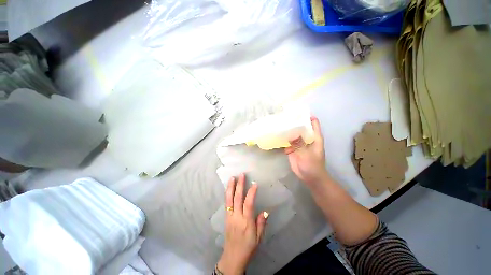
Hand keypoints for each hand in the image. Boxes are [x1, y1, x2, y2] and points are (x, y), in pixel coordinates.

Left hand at [217, 174, 267, 274]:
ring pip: (229, 199)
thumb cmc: (248, 247)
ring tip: (232, 178)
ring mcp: (229, 216)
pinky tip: (229, 188)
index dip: (251, 193)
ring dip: (231, 187)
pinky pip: (226, 203)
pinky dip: (227, 194)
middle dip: (239, 185)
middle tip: (241, 175)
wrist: (232, 257)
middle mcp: (236, 217)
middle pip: (237, 198)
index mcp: (246, 222)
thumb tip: (265, 211)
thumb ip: (261, 223)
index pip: (248, 204)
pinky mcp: (226, 217)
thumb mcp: (258, 238)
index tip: (254, 183)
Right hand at [284, 116, 329, 186]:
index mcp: (314, 137)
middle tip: (284, 116)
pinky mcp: (293, 149)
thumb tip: (292, 134)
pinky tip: (277, 136)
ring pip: (294, 134)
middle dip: (294, 122)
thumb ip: (300, 145)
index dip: (307, 116)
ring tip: (278, 124)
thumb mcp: (307, 155)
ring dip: (288, 130)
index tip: (298, 112)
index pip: (313, 123)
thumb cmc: (312, 166)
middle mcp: (307, 138)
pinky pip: (288, 142)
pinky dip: (283, 139)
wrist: (310, 178)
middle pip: (301, 127)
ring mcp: (299, 144)